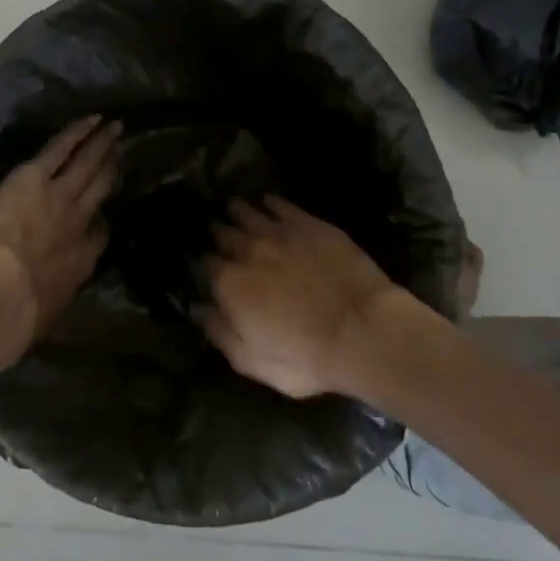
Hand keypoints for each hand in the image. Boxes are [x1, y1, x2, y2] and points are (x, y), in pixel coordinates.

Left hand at [0, 117, 121, 344]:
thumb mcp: (47, 313)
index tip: (104, 216)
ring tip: (115, 127)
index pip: (98, 236)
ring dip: (101, 144)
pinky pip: (61, 148)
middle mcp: (77, 223)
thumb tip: (50, 303)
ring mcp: (60, 196)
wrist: (0, 295)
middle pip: (100, 190)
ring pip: (87, 164)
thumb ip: (54, 298)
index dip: (102, 222)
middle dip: (112, 168)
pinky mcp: (35, 178)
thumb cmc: (19, 316)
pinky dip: (77, 133)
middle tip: (124, 150)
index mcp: (79, 262)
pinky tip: (89, 120)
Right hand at [201, 198, 404, 398]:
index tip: (208, 264)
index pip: (208, 265)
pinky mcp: (310, 225)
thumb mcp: (251, 360)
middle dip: (218, 232)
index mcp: (230, 283)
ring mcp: (279, 233)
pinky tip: (268, 200)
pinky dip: (270, 202)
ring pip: (248, 213)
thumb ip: (219, 332)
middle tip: (217, 230)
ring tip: (234, 207)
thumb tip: (197, 308)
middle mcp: (248, 251)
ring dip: (238, 210)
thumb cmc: (304, 357)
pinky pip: (282, 205)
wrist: (363, 331)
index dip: (207, 264)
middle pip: (224, 234)